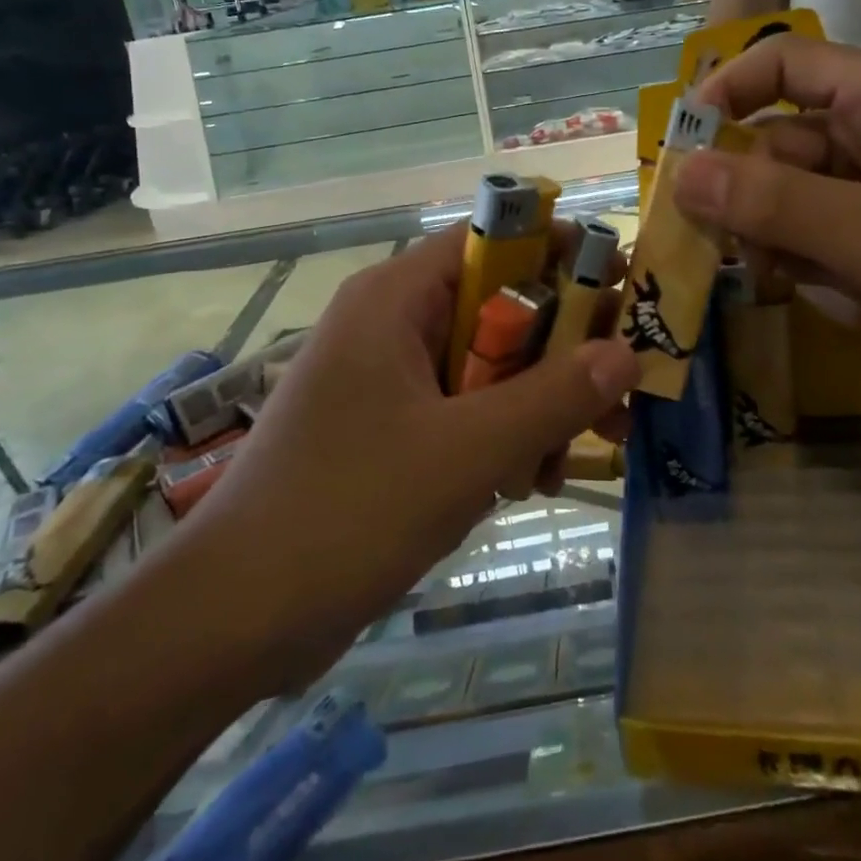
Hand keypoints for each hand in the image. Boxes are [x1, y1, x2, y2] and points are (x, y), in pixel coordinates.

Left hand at [181, 228, 639, 675]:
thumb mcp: (468, 452)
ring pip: (486, 365)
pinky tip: (533, 480)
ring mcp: (386, 380)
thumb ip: (554, 397)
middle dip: (563, 347)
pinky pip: (462, 410)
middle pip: (497, 306)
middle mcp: (390, 324)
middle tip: (622, 384)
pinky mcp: (386, 429)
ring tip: (587, 448)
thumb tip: (628, 352)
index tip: (622, 286)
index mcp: (395, 298)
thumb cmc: (348, 511)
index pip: (493, 241)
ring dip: (539, 400)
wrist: (232, 619)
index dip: (560, 254)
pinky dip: (502, 435)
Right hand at [672, 34, 860, 357]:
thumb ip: (769, 202)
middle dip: (757, 202)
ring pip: (801, 204)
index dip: (727, 93)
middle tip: (739, 252)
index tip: (681, 148)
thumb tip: (682, 174)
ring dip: (793, 250)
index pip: (786, 63)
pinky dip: (829, 278)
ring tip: (820, 289)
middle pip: (783, 146)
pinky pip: (831, 245)